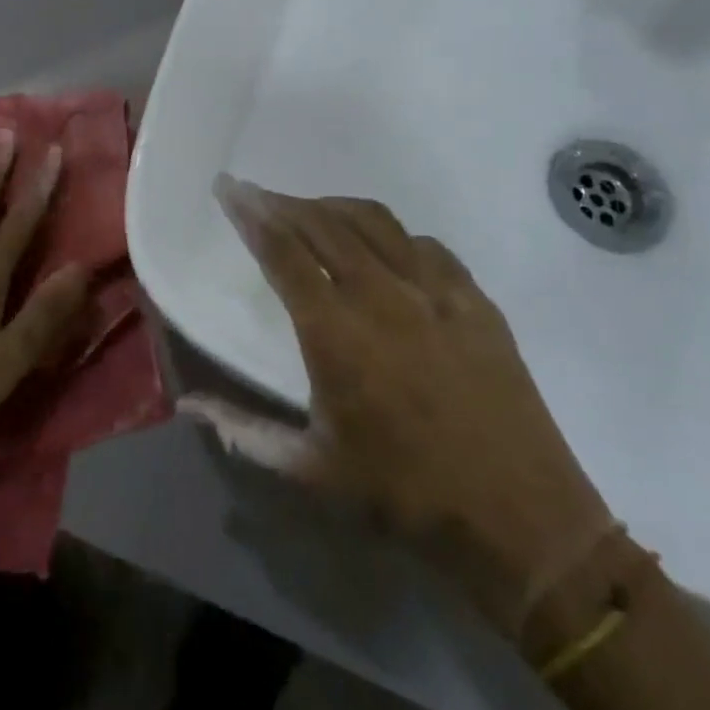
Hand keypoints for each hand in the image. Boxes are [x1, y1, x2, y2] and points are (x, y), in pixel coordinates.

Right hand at [186, 178, 611, 635]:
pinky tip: (383, 247)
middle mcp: (381, 295)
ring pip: (374, 222)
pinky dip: (391, 234)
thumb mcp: (313, 469)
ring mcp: (435, 292)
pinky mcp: (475, 301)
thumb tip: (186, 406)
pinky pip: (425, 245)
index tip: (227, 187)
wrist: (523, 522)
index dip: (249, 213)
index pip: (281, 250)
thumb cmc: (406, 496)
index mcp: (335, 332)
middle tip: (256, 194)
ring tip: (309, 210)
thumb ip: (244, 429)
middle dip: (281, 202)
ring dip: (332, 207)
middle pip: (322, 223)